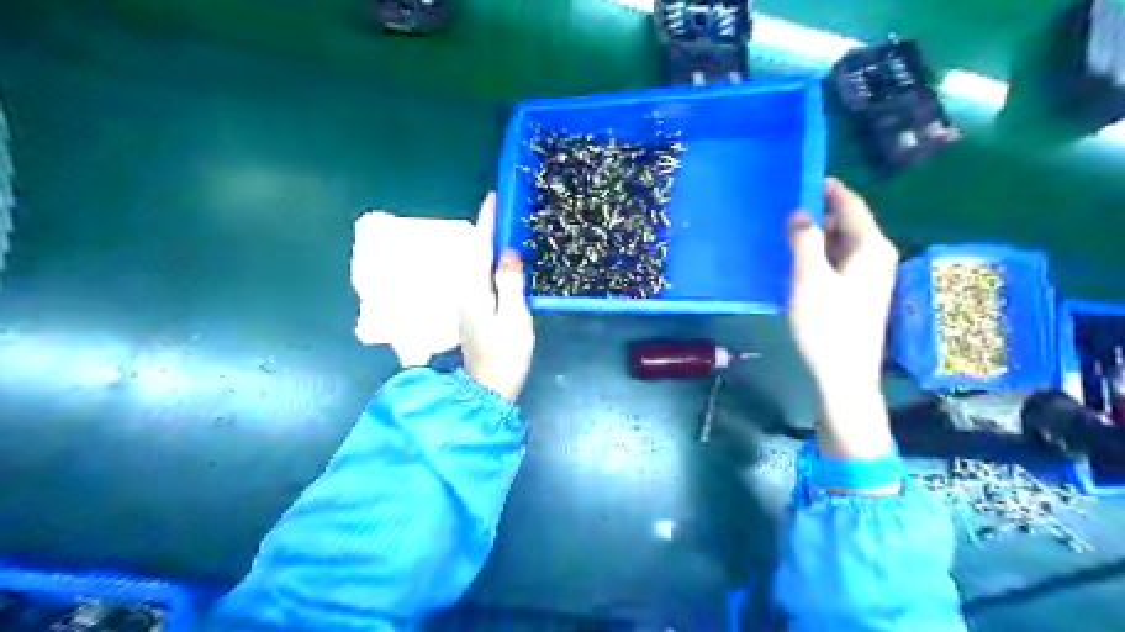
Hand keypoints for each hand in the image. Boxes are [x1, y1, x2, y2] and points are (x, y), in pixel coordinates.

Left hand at [462, 193, 540, 402]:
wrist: (489, 387)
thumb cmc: (505, 353)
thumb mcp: (514, 316)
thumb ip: (510, 282)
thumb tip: (509, 252)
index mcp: (474, 288)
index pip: (480, 246)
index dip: (488, 221)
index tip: (495, 197)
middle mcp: (466, 290)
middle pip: (476, 252)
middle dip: (488, 229)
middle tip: (507, 210)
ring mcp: (468, 302)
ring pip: (478, 264)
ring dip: (490, 244)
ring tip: (508, 229)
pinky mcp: (474, 311)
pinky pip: (482, 277)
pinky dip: (492, 263)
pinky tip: (504, 262)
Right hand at [786, 178, 903, 459]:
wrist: (844, 373)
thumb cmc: (828, 325)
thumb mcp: (810, 279)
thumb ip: (805, 240)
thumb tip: (800, 213)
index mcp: (871, 247)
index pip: (852, 204)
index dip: (830, 188)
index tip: (804, 176)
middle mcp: (876, 255)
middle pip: (849, 222)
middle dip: (821, 210)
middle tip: (786, 203)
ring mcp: (869, 275)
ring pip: (843, 242)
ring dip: (818, 233)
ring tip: (787, 227)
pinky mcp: (858, 291)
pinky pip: (840, 259)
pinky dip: (821, 252)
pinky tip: (798, 257)